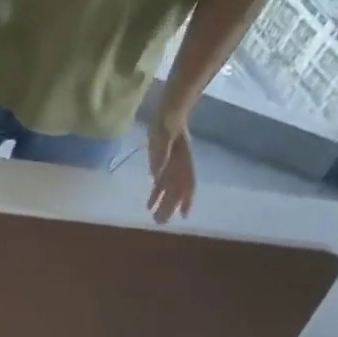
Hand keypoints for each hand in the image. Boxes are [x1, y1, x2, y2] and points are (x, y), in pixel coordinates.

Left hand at [147, 109, 196, 223]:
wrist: (168, 113)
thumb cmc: (168, 122)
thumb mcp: (164, 134)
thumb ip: (161, 153)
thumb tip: (157, 174)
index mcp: (183, 161)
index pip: (188, 183)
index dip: (187, 199)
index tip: (184, 215)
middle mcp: (179, 167)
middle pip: (176, 191)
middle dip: (170, 207)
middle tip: (160, 222)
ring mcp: (171, 167)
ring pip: (169, 190)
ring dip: (163, 204)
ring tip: (155, 219)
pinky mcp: (162, 166)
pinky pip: (160, 184)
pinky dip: (155, 195)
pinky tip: (149, 205)